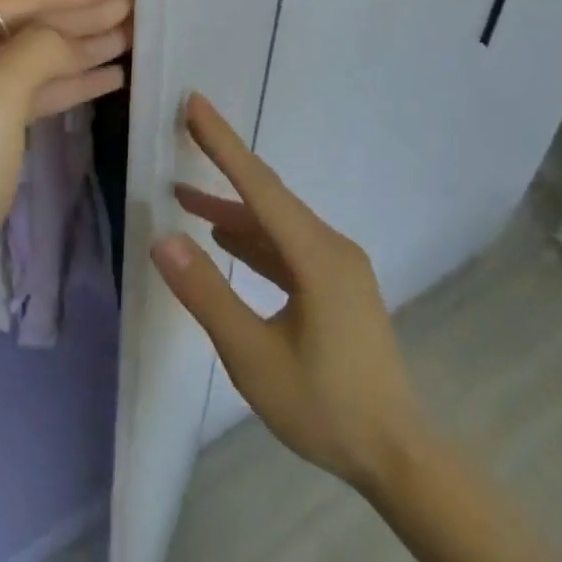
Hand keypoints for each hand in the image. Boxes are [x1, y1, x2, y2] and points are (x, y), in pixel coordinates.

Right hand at [152, 94, 424, 496]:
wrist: (397, 457)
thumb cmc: (324, 408)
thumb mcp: (253, 358)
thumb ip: (208, 295)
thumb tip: (163, 240)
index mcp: (317, 256)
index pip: (259, 186)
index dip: (223, 143)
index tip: (195, 104)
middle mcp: (331, 248)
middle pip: (268, 195)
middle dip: (224, 163)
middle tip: (186, 129)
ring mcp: (337, 266)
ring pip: (275, 223)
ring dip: (232, 209)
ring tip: (184, 198)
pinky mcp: (336, 285)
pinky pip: (286, 247)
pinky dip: (252, 239)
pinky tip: (225, 239)